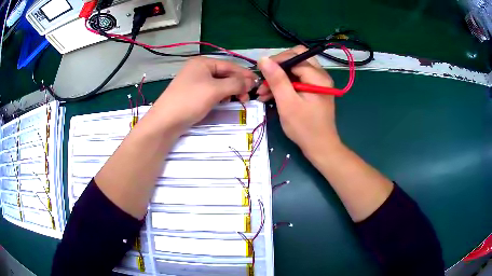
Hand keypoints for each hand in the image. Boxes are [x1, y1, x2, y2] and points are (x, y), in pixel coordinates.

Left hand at [152, 57, 257, 130]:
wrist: (165, 121)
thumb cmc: (190, 101)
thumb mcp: (215, 90)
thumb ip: (235, 83)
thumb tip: (251, 81)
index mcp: (203, 62)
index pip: (229, 65)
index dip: (244, 74)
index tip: (257, 84)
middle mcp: (199, 69)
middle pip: (224, 74)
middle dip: (237, 84)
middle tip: (248, 97)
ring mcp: (195, 81)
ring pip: (219, 83)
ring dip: (230, 90)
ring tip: (238, 100)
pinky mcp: (193, 93)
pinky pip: (211, 91)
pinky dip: (221, 95)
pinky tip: (225, 101)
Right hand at [257, 46, 340, 152]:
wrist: (320, 147)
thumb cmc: (304, 127)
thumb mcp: (287, 103)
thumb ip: (276, 79)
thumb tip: (263, 59)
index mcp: (317, 76)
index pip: (294, 56)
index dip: (276, 61)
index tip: (261, 73)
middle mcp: (321, 75)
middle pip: (296, 59)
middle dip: (278, 67)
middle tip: (264, 80)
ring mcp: (318, 82)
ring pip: (295, 69)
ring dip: (279, 77)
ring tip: (262, 92)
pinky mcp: (314, 90)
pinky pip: (298, 79)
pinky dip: (285, 85)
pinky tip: (271, 95)